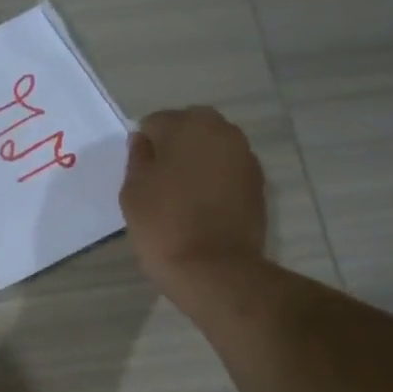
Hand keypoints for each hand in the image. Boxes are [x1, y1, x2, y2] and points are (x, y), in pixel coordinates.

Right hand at [120, 106, 267, 290]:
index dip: (145, 147)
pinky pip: (228, 170)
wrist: (214, 269)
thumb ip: (138, 158)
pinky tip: (204, 207)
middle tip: (160, 180)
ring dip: (197, 162)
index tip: (140, 173)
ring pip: (212, 148)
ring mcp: (245, 157)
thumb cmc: (164, 225)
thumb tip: (143, 142)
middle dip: (175, 147)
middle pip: (190, 128)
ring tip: (183, 195)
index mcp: (187, 125)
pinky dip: (216, 180)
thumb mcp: (133, 191)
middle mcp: (222, 131)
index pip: (156, 122)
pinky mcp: (259, 183)